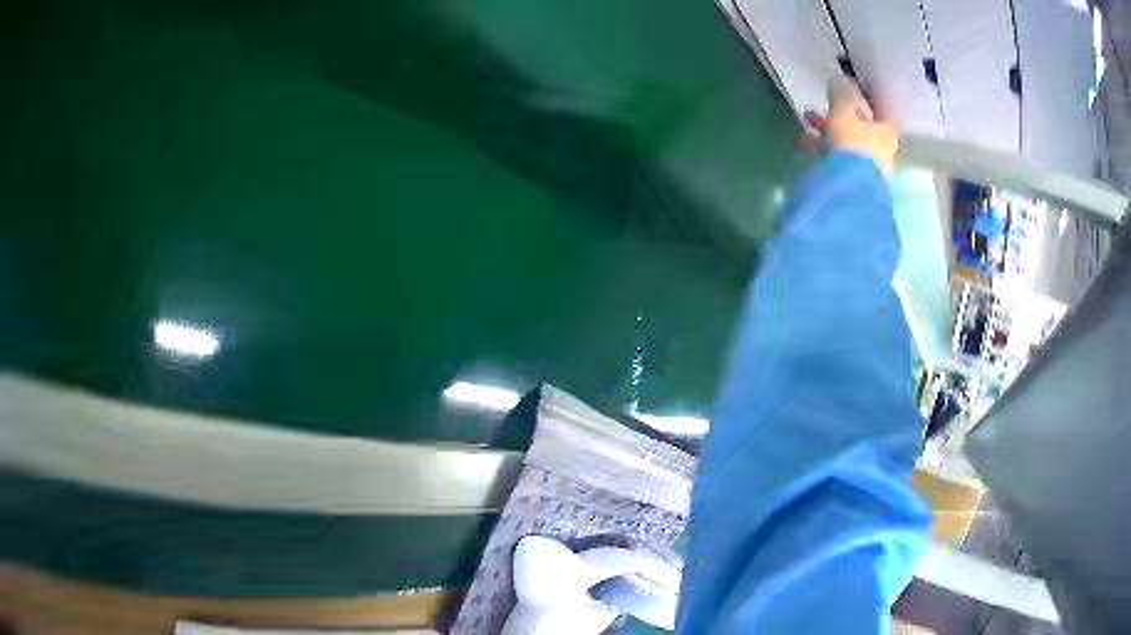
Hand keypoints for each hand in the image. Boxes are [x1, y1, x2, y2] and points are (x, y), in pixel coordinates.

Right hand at [804, 79, 898, 173]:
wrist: (843, 191)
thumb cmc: (850, 145)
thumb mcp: (843, 112)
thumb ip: (840, 93)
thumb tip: (837, 78)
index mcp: (885, 133)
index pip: (884, 108)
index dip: (874, 93)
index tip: (862, 82)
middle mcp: (878, 148)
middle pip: (862, 124)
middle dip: (842, 109)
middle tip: (826, 96)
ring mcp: (862, 164)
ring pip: (845, 138)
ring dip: (826, 125)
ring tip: (806, 115)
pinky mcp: (846, 176)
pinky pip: (833, 154)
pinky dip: (820, 143)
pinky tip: (803, 138)